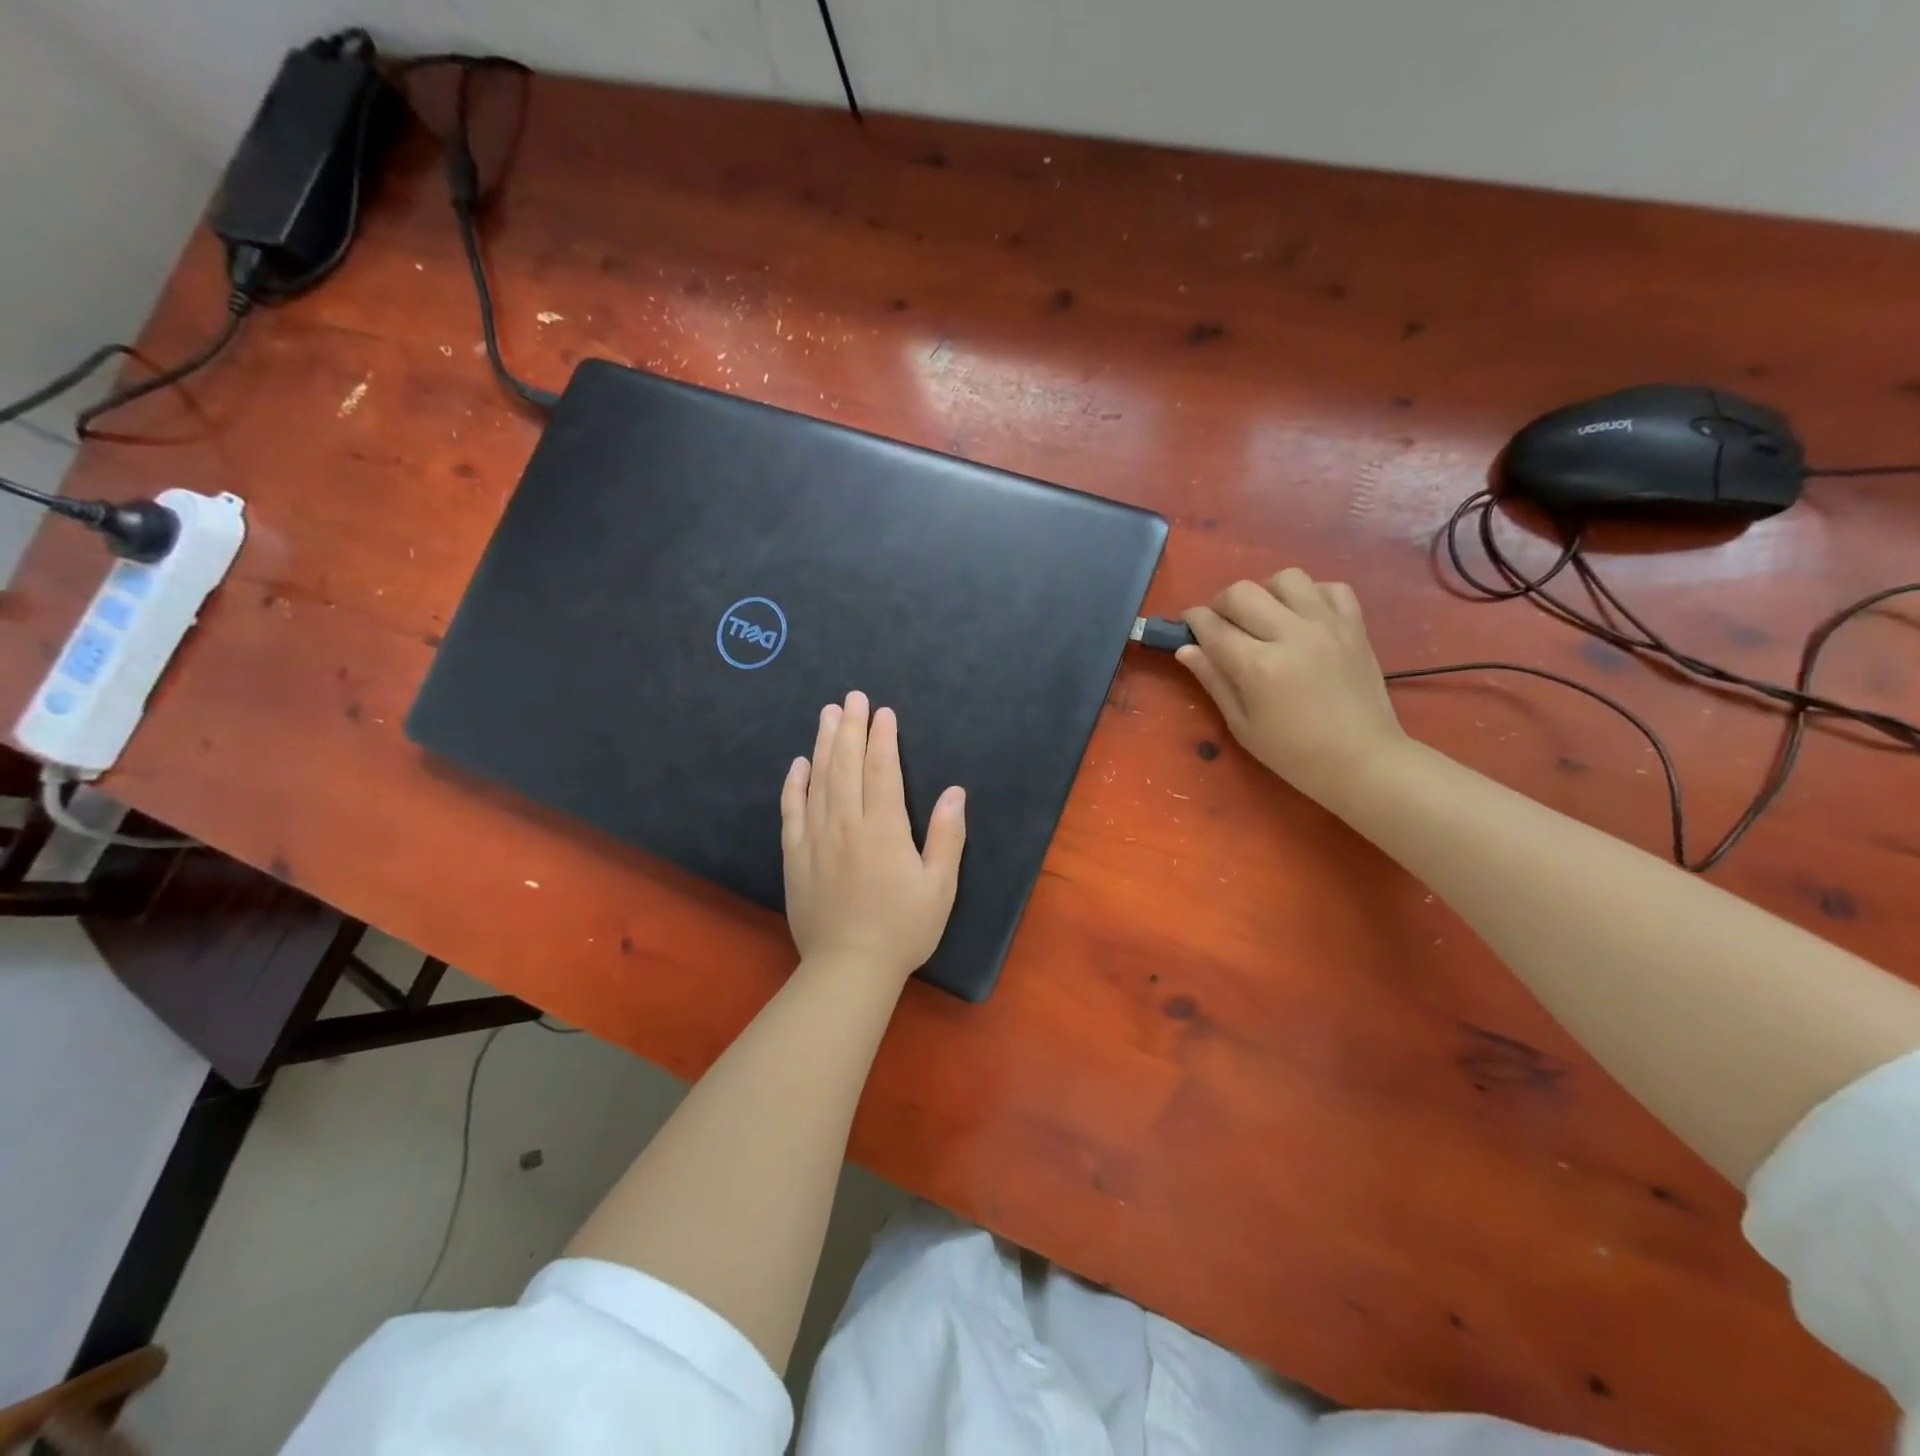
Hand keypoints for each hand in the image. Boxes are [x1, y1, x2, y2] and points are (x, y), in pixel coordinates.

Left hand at [781, 691, 966, 983]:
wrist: (848, 968)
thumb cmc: (903, 928)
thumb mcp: (939, 887)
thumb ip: (947, 837)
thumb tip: (955, 793)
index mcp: (884, 829)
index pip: (883, 770)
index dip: (883, 738)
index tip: (883, 712)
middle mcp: (846, 823)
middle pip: (847, 765)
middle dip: (851, 727)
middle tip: (852, 697)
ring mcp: (816, 838)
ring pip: (818, 780)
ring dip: (824, 744)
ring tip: (827, 714)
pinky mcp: (795, 855)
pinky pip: (792, 810)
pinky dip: (795, 784)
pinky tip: (799, 764)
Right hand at [1178, 568, 1406, 802]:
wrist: (1363, 761)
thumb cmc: (1294, 753)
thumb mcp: (1242, 725)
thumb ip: (1214, 681)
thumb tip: (1186, 650)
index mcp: (1259, 666)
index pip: (1213, 626)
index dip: (1193, 621)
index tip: (1188, 626)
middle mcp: (1292, 635)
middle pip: (1242, 592)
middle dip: (1221, 604)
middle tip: (1222, 625)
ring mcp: (1327, 626)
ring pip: (1286, 578)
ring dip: (1266, 592)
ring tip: (1265, 617)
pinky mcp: (1354, 626)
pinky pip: (1330, 587)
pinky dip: (1310, 594)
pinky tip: (1303, 617)